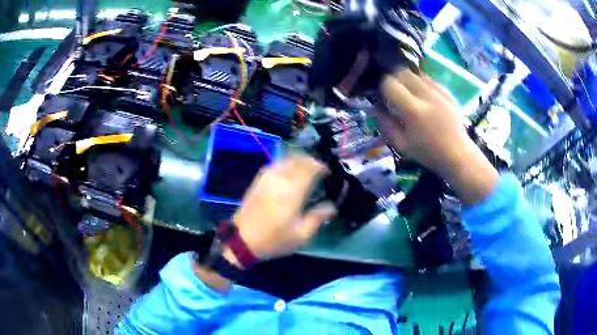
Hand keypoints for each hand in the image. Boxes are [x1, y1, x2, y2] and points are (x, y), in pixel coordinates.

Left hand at [231, 156, 336, 260]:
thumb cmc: (274, 239)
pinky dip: (286, 164)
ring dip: (299, 161)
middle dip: (311, 161)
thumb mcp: (302, 234)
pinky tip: (289, 173)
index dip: (321, 166)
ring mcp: (267, 177)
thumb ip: (318, 217)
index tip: (328, 171)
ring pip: (286, 159)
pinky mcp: (258, 180)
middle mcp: (280, 178)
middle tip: (319, 170)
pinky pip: (275, 164)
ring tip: (306, 171)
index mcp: (292, 190)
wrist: (242, 240)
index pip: (310, 167)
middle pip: (298, 159)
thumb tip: (332, 206)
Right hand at [375, 70, 498, 204]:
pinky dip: (423, 84)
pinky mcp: (448, 93)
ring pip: (417, 75)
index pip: (390, 84)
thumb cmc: (428, 153)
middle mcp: (426, 96)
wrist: (458, 154)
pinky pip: (430, 80)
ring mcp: (439, 93)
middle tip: (396, 95)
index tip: (384, 98)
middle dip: (395, 81)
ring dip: (409, 82)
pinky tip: (424, 98)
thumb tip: (375, 108)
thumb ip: (385, 125)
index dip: (383, 88)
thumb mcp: (402, 145)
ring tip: (411, 96)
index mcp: (413, 110)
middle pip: (403, 73)